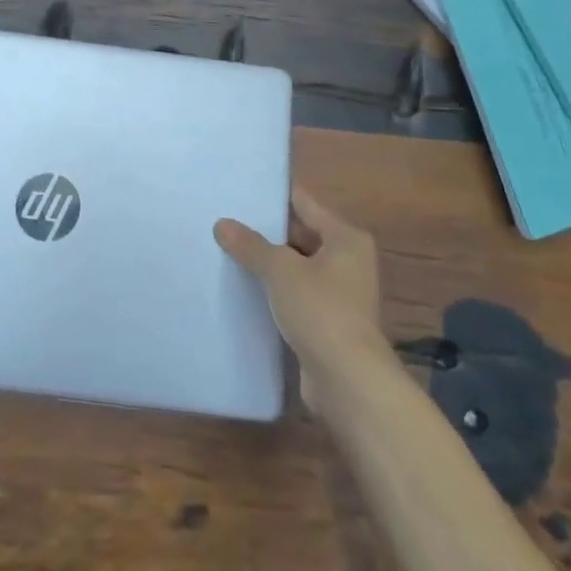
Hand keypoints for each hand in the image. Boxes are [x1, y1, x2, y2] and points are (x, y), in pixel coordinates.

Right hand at [215, 187, 386, 413]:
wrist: (348, 381)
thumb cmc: (321, 310)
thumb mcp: (280, 270)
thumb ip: (251, 245)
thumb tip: (222, 224)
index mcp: (346, 238)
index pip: (305, 204)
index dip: (275, 196)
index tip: (244, 188)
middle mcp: (349, 261)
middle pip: (302, 235)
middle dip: (268, 232)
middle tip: (228, 220)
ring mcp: (341, 294)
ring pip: (298, 268)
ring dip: (271, 265)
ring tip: (229, 251)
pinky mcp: (329, 323)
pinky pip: (297, 296)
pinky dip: (276, 292)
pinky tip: (245, 289)